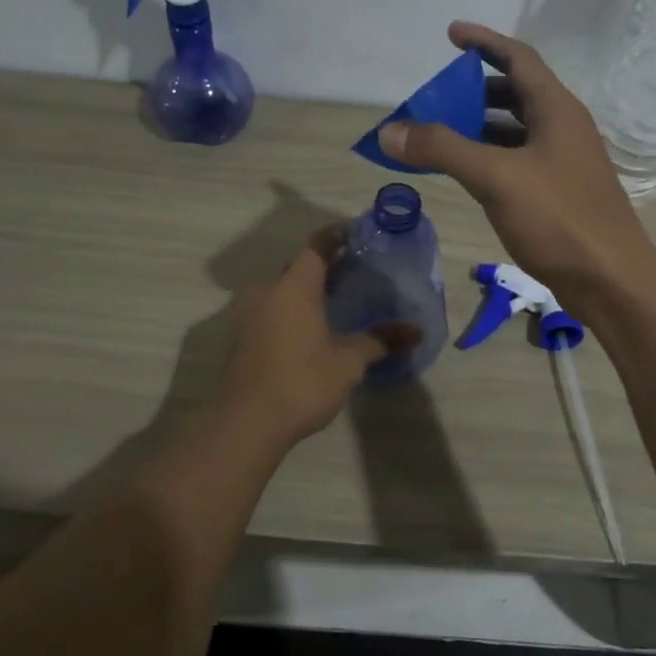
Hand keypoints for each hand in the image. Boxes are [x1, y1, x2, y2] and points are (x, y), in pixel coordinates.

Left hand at [217, 226, 418, 446]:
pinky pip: (269, 310)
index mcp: (294, 287)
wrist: (245, 423)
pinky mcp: (240, 337)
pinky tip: (308, 328)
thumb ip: (379, 340)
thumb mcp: (348, 362)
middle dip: (322, 264)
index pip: (316, 246)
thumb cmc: (302, 382)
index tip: (355, 232)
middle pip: (296, 266)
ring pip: (280, 289)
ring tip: (332, 299)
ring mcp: (247, 315)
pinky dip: (289, 309)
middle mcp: (266, 291)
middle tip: (351, 269)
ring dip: (303, 289)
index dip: (336, 235)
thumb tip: (415, 331)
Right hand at [377, 22, 655, 316]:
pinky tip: (468, 172)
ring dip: (481, 125)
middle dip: (476, 88)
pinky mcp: (559, 192)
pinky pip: (518, 159)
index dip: (484, 41)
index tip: (451, 34)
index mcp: (556, 109)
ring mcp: (564, 161)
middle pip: (516, 92)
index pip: (519, 57)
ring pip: (517, 129)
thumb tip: (389, 130)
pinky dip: (490, 156)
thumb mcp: (495, 177)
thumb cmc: (559, 219)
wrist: (611, 281)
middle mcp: (563, 127)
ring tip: (442, 132)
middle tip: (438, 96)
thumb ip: (442, 149)